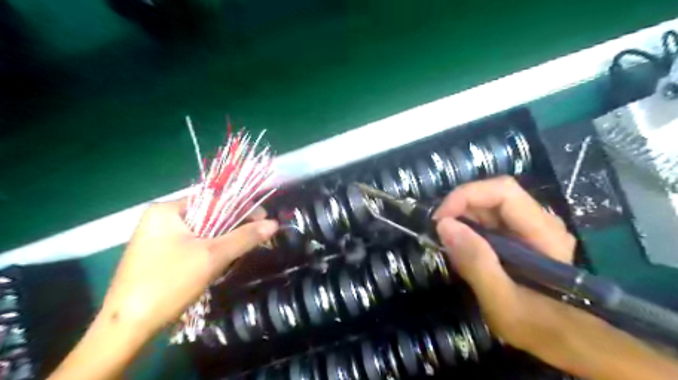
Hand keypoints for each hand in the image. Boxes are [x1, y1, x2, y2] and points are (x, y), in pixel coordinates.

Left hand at [98, 199, 277, 334]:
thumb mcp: (212, 256)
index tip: (263, 219)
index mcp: (166, 210)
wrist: (126, 328)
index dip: (242, 207)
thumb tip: (274, 224)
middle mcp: (160, 219)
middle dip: (233, 227)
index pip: (214, 198)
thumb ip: (245, 237)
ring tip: (237, 253)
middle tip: (253, 239)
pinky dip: (209, 251)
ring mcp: (156, 238)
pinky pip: (192, 245)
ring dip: (222, 241)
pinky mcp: (158, 256)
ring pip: (202, 232)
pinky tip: (217, 264)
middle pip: (208, 215)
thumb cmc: (168, 282)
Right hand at [434, 175, 576, 352]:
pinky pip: (490, 219)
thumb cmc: (537, 326)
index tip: (439, 219)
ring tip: (447, 241)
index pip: (503, 191)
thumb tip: (444, 225)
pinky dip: (469, 227)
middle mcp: (541, 221)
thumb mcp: (501, 302)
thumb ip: (476, 263)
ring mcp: (532, 227)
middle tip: (439, 231)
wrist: (564, 341)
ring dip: (462, 217)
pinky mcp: (521, 235)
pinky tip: (462, 246)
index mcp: (543, 232)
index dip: (466, 195)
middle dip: (460, 207)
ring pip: (489, 205)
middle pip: (494, 194)